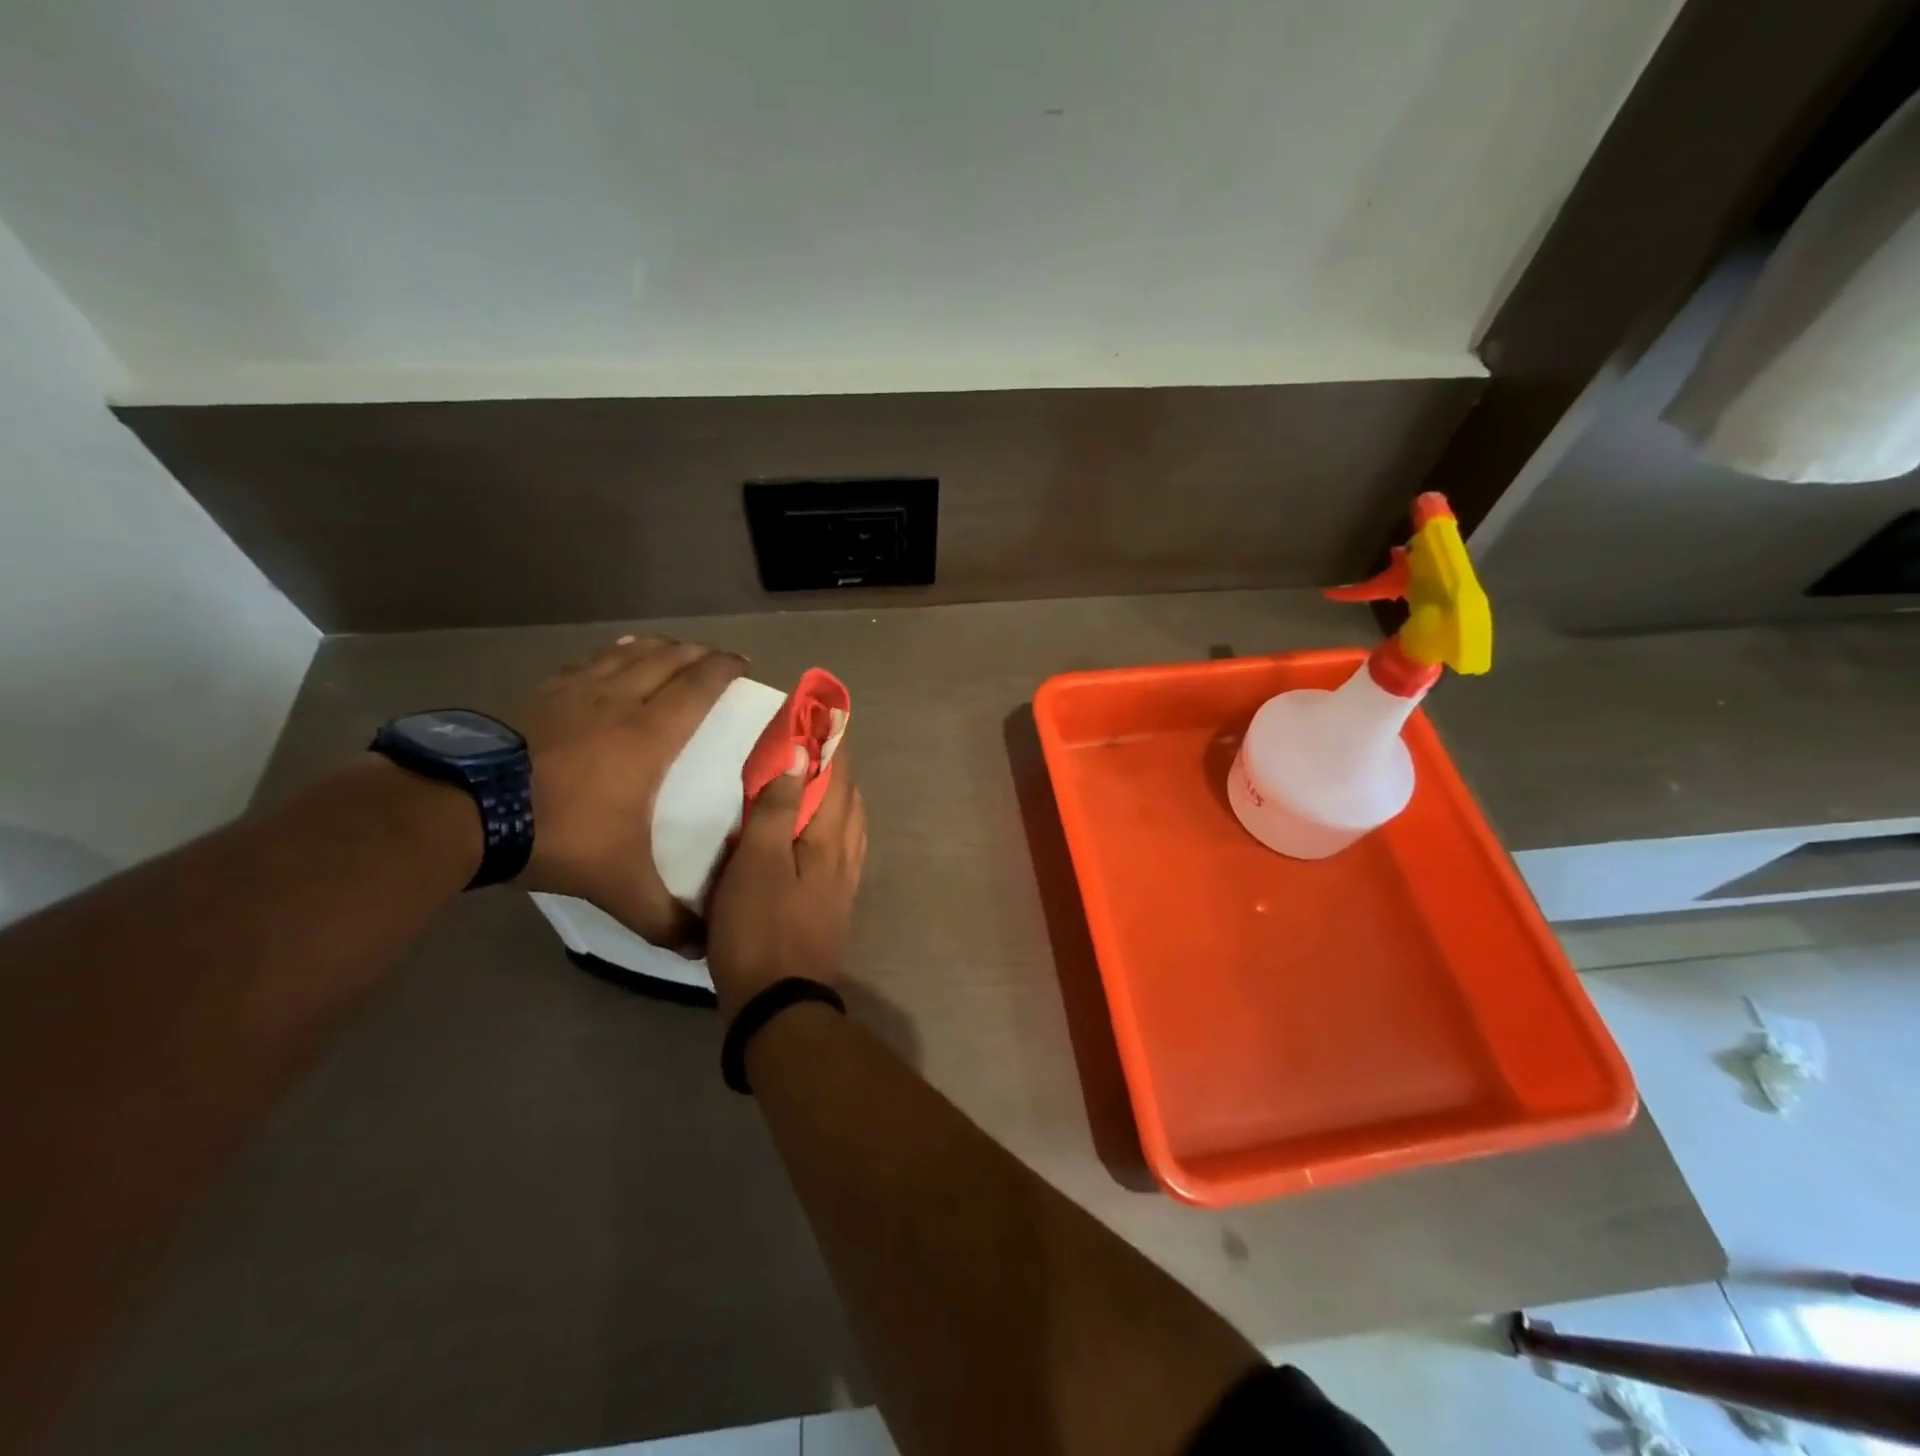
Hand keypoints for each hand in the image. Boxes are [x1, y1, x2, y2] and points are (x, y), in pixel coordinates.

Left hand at [513, 635, 744, 946]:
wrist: (461, 810)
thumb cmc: (558, 834)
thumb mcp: (618, 885)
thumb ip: (662, 918)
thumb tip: (699, 951)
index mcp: (649, 735)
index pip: (698, 687)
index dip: (723, 669)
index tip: (741, 663)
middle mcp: (617, 701)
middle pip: (666, 660)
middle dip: (695, 653)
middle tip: (713, 656)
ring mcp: (573, 693)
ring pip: (625, 654)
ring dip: (654, 647)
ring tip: (668, 646)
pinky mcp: (536, 695)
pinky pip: (584, 663)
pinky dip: (607, 655)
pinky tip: (605, 659)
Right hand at [706, 748, 867, 1016]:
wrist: (778, 1002)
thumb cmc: (759, 926)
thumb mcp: (756, 862)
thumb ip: (777, 808)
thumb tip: (800, 756)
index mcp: (829, 839)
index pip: (837, 779)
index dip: (829, 746)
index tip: (821, 718)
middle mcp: (846, 855)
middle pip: (848, 800)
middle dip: (836, 768)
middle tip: (815, 744)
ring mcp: (844, 883)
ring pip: (849, 825)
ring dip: (839, 797)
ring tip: (820, 781)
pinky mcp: (834, 904)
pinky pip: (843, 850)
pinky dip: (835, 827)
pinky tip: (821, 834)